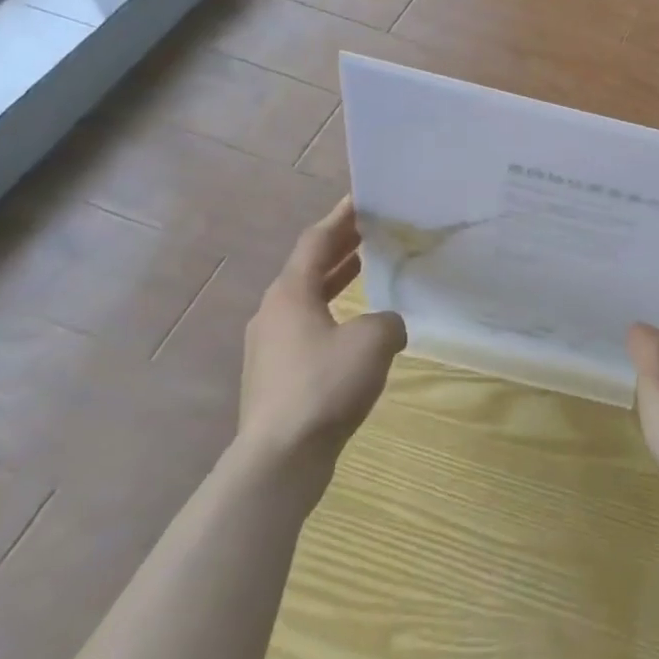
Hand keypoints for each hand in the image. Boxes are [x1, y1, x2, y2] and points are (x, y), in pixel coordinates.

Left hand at [237, 197, 406, 467]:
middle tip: (371, 229)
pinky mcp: (275, 376)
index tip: (362, 198)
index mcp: (290, 293)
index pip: (316, 241)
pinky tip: (356, 328)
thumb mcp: (373, 342)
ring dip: (336, 280)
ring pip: (306, 300)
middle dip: (340, 246)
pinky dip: (332, 314)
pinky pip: (307, 329)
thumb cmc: (324, 386)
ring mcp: (270, 347)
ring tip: (366, 268)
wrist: (279, 460)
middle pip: (308, 267)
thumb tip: (388, 325)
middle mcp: (274, 312)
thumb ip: (389, 321)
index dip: (340, 217)